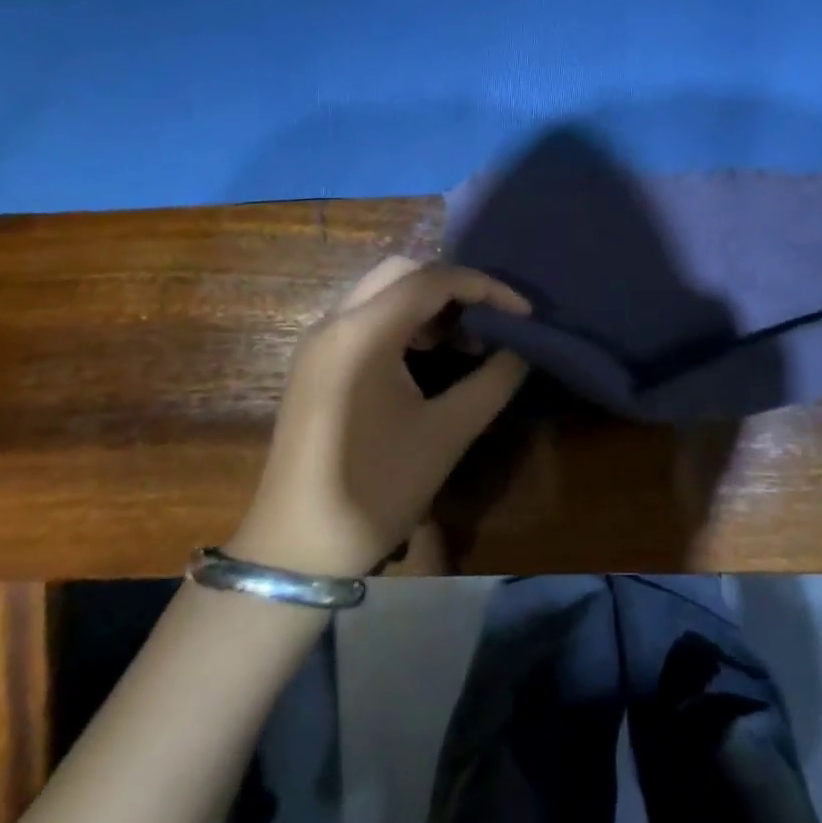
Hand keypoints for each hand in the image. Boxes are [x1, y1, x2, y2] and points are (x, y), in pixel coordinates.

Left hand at [230, 257, 530, 578]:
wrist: (297, 550)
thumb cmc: (376, 489)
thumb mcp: (447, 434)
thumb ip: (493, 381)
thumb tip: (523, 350)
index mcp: (362, 333)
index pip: (432, 280)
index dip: (486, 287)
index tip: (524, 314)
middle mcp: (334, 322)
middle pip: (402, 272)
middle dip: (453, 287)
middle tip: (490, 320)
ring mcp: (319, 342)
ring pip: (381, 291)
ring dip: (427, 303)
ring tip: (467, 340)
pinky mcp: (315, 363)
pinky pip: (364, 317)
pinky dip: (403, 321)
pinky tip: (428, 356)